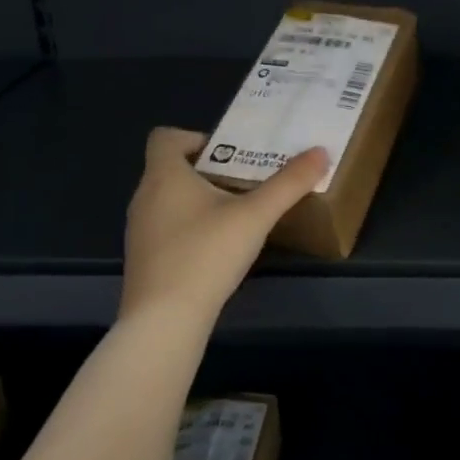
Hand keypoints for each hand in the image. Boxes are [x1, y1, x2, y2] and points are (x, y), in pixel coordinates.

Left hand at [121, 129, 327, 325]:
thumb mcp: (256, 216)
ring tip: (237, 214)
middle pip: (171, 168)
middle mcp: (144, 197)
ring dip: (199, 199)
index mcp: (164, 175)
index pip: (164, 137)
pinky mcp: (143, 260)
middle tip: (246, 181)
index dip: (195, 137)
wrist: (163, 322)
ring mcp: (139, 231)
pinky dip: (189, 227)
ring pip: (169, 199)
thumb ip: (289, 183)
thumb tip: (321, 152)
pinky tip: (216, 249)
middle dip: (208, 170)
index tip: (229, 155)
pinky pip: (165, 228)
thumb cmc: (205, 255)